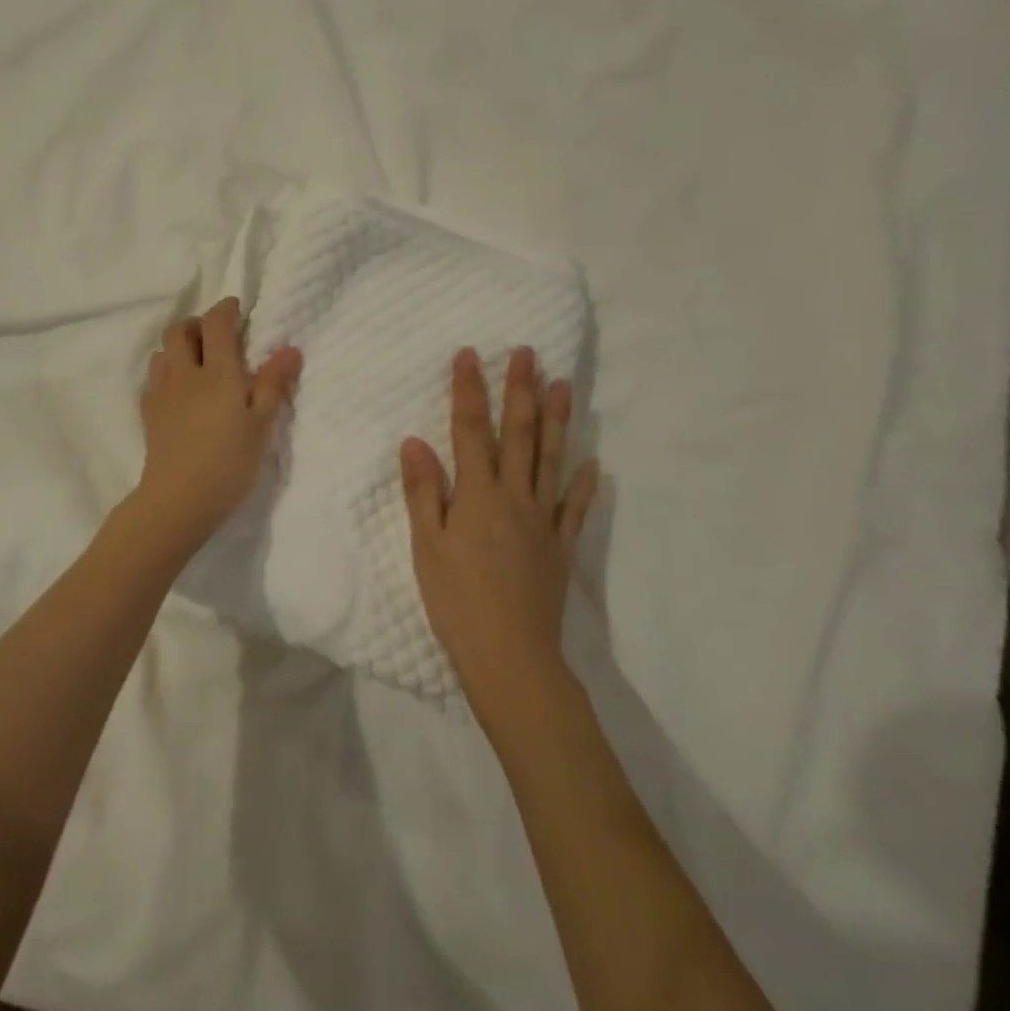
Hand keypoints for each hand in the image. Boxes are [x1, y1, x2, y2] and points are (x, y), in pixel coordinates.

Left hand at [134, 297, 302, 552]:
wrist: (178, 500)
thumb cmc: (229, 462)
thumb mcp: (261, 425)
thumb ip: (273, 384)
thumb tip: (290, 348)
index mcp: (217, 371)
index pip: (216, 324)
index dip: (226, 309)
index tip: (237, 309)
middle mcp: (184, 373)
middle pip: (180, 330)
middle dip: (197, 323)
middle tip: (217, 335)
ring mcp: (161, 392)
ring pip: (162, 352)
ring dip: (179, 346)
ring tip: (198, 361)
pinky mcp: (148, 413)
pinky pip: (154, 378)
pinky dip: (167, 371)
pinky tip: (180, 390)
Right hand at [401, 347, 599, 716]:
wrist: (510, 656)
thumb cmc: (457, 600)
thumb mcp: (426, 546)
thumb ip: (423, 491)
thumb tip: (415, 441)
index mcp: (478, 495)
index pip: (470, 431)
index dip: (469, 391)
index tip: (469, 355)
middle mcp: (515, 497)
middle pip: (519, 435)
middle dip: (521, 391)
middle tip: (529, 354)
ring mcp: (543, 521)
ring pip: (552, 460)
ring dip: (557, 421)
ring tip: (564, 386)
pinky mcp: (561, 547)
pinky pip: (575, 509)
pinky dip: (584, 484)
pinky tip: (593, 464)